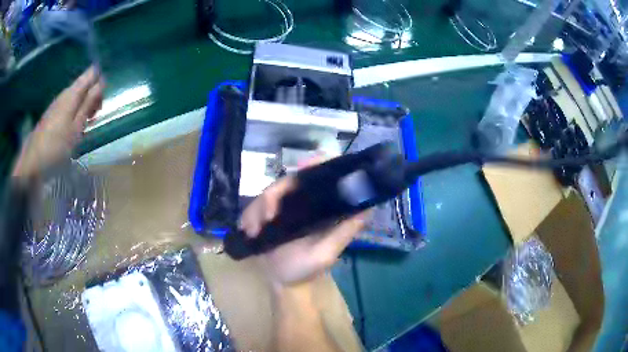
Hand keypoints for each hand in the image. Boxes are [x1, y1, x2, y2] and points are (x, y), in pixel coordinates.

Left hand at [12, 66, 103, 180]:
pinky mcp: (51, 114)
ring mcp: (56, 104)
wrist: (32, 162)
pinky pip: (67, 106)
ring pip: (75, 97)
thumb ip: (88, 103)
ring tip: (85, 125)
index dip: (99, 81)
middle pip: (83, 85)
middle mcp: (64, 93)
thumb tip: (101, 82)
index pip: (91, 73)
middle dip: (92, 96)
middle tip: (94, 117)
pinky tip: (73, 129)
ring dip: (83, 107)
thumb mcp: (76, 127)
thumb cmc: (56, 147)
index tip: (100, 101)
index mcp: (72, 93)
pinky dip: (74, 113)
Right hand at [238, 171, 369, 286]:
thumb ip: (345, 231)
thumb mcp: (327, 252)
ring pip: (268, 193)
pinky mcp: (266, 216)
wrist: (283, 283)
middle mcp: (303, 203)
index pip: (321, 176)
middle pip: (288, 182)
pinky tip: (248, 230)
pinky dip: (249, 216)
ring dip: (258, 210)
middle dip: (273, 196)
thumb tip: (367, 207)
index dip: (316, 163)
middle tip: (267, 216)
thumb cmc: (307, 269)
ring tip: (254, 230)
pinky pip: (254, 206)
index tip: (305, 163)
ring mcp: (283, 209)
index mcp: (321, 208)